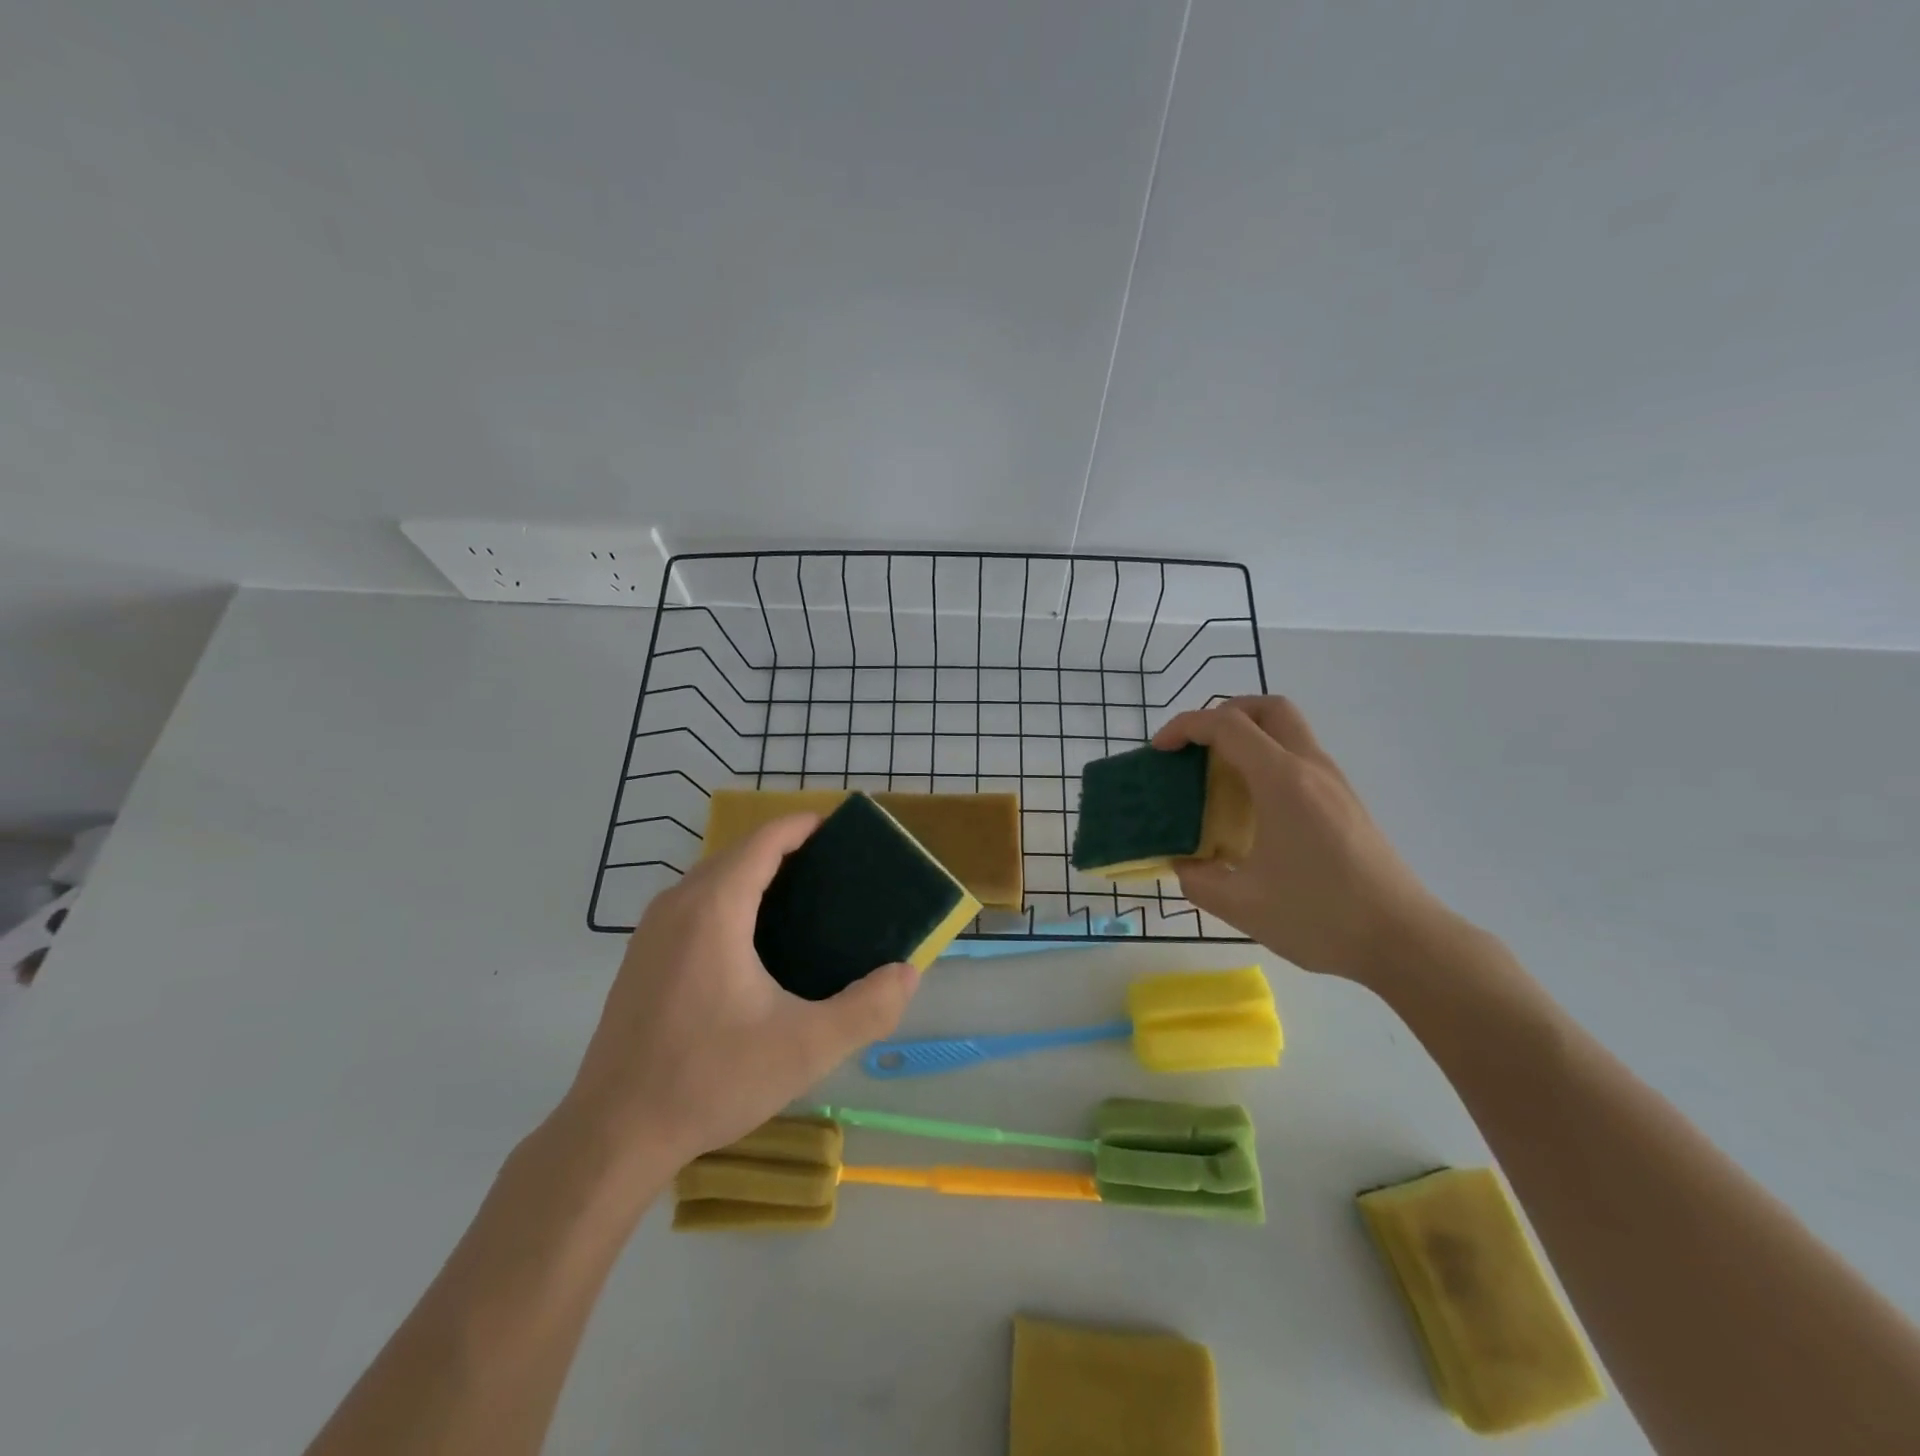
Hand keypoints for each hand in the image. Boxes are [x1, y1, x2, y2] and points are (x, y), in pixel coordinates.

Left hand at [556, 815, 919, 1174]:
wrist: (613, 1135)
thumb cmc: (709, 1079)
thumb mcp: (805, 1048)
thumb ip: (867, 1008)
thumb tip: (907, 973)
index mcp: (714, 909)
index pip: (764, 840)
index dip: (804, 826)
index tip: (843, 830)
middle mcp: (678, 905)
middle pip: (738, 853)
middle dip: (787, 849)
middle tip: (837, 872)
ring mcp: (652, 931)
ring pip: (712, 879)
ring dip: (757, 874)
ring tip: (805, 901)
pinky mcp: (641, 958)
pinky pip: (694, 904)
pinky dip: (731, 899)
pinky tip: (756, 943)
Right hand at [1154, 696, 1452, 983]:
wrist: (1404, 940)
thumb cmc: (1321, 917)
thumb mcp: (1242, 905)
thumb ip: (1198, 880)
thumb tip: (1184, 866)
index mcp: (1282, 781)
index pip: (1227, 725)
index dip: (1186, 727)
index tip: (1160, 750)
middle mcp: (1311, 768)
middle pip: (1267, 708)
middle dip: (1224, 714)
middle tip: (1196, 748)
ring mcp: (1334, 783)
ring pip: (1289, 730)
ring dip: (1249, 737)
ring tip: (1218, 777)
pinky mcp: (1346, 802)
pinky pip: (1300, 758)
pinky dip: (1268, 760)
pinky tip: (1253, 807)